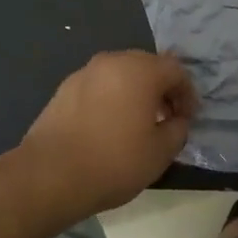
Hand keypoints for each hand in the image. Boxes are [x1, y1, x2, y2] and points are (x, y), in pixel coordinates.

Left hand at [20, 51, 197, 216]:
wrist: (49, 175)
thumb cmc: (114, 162)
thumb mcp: (161, 152)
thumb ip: (178, 129)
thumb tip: (177, 120)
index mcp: (140, 70)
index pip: (176, 70)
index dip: (187, 94)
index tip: (188, 119)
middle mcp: (112, 62)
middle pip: (147, 66)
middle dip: (162, 88)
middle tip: (167, 117)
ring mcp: (85, 73)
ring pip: (121, 74)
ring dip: (135, 92)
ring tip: (137, 122)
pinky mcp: (64, 89)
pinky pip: (99, 86)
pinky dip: (111, 98)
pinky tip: (109, 126)